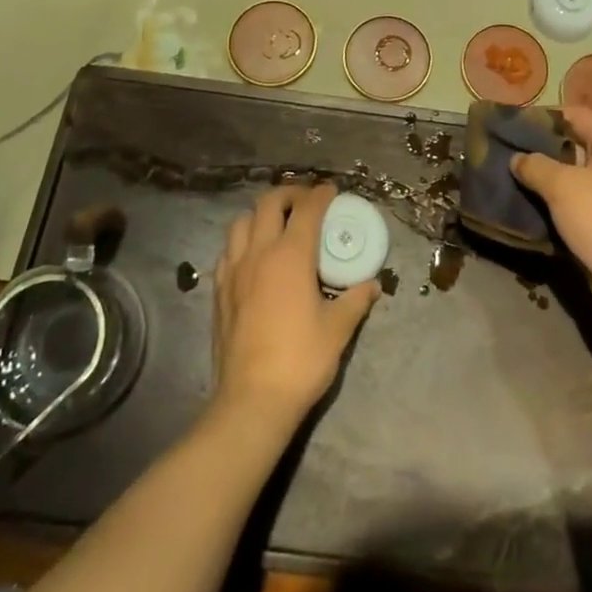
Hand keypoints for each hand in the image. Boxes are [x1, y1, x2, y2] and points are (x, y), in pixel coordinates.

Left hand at [212, 184, 378, 428]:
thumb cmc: (300, 361)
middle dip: (289, 193)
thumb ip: (356, 300)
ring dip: (261, 214)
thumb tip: (372, 285)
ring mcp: (234, 270)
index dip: (320, 194)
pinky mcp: (218, 290)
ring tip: (277, 224)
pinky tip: (253, 257)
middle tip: (305, 201)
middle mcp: (259, 253)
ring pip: (241, 222)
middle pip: (269, 203)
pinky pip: (228, 250)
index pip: (307, 209)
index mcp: (291, 256)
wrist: (251, 401)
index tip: (331, 190)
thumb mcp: (338, 330)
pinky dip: (242, 241)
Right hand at [510, 106, 591, 326]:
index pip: (571, 114)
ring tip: (505, 178)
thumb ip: (535, 166)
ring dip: (543, 181)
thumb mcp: (564, 187)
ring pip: (570, 178)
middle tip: (500, 153)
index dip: (539, 117)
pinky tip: (524, 207)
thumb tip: (516, 158)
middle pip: (570, 145)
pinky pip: (575, 205)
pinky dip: (553, 205)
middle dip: (537, 150)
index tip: (508, 125)